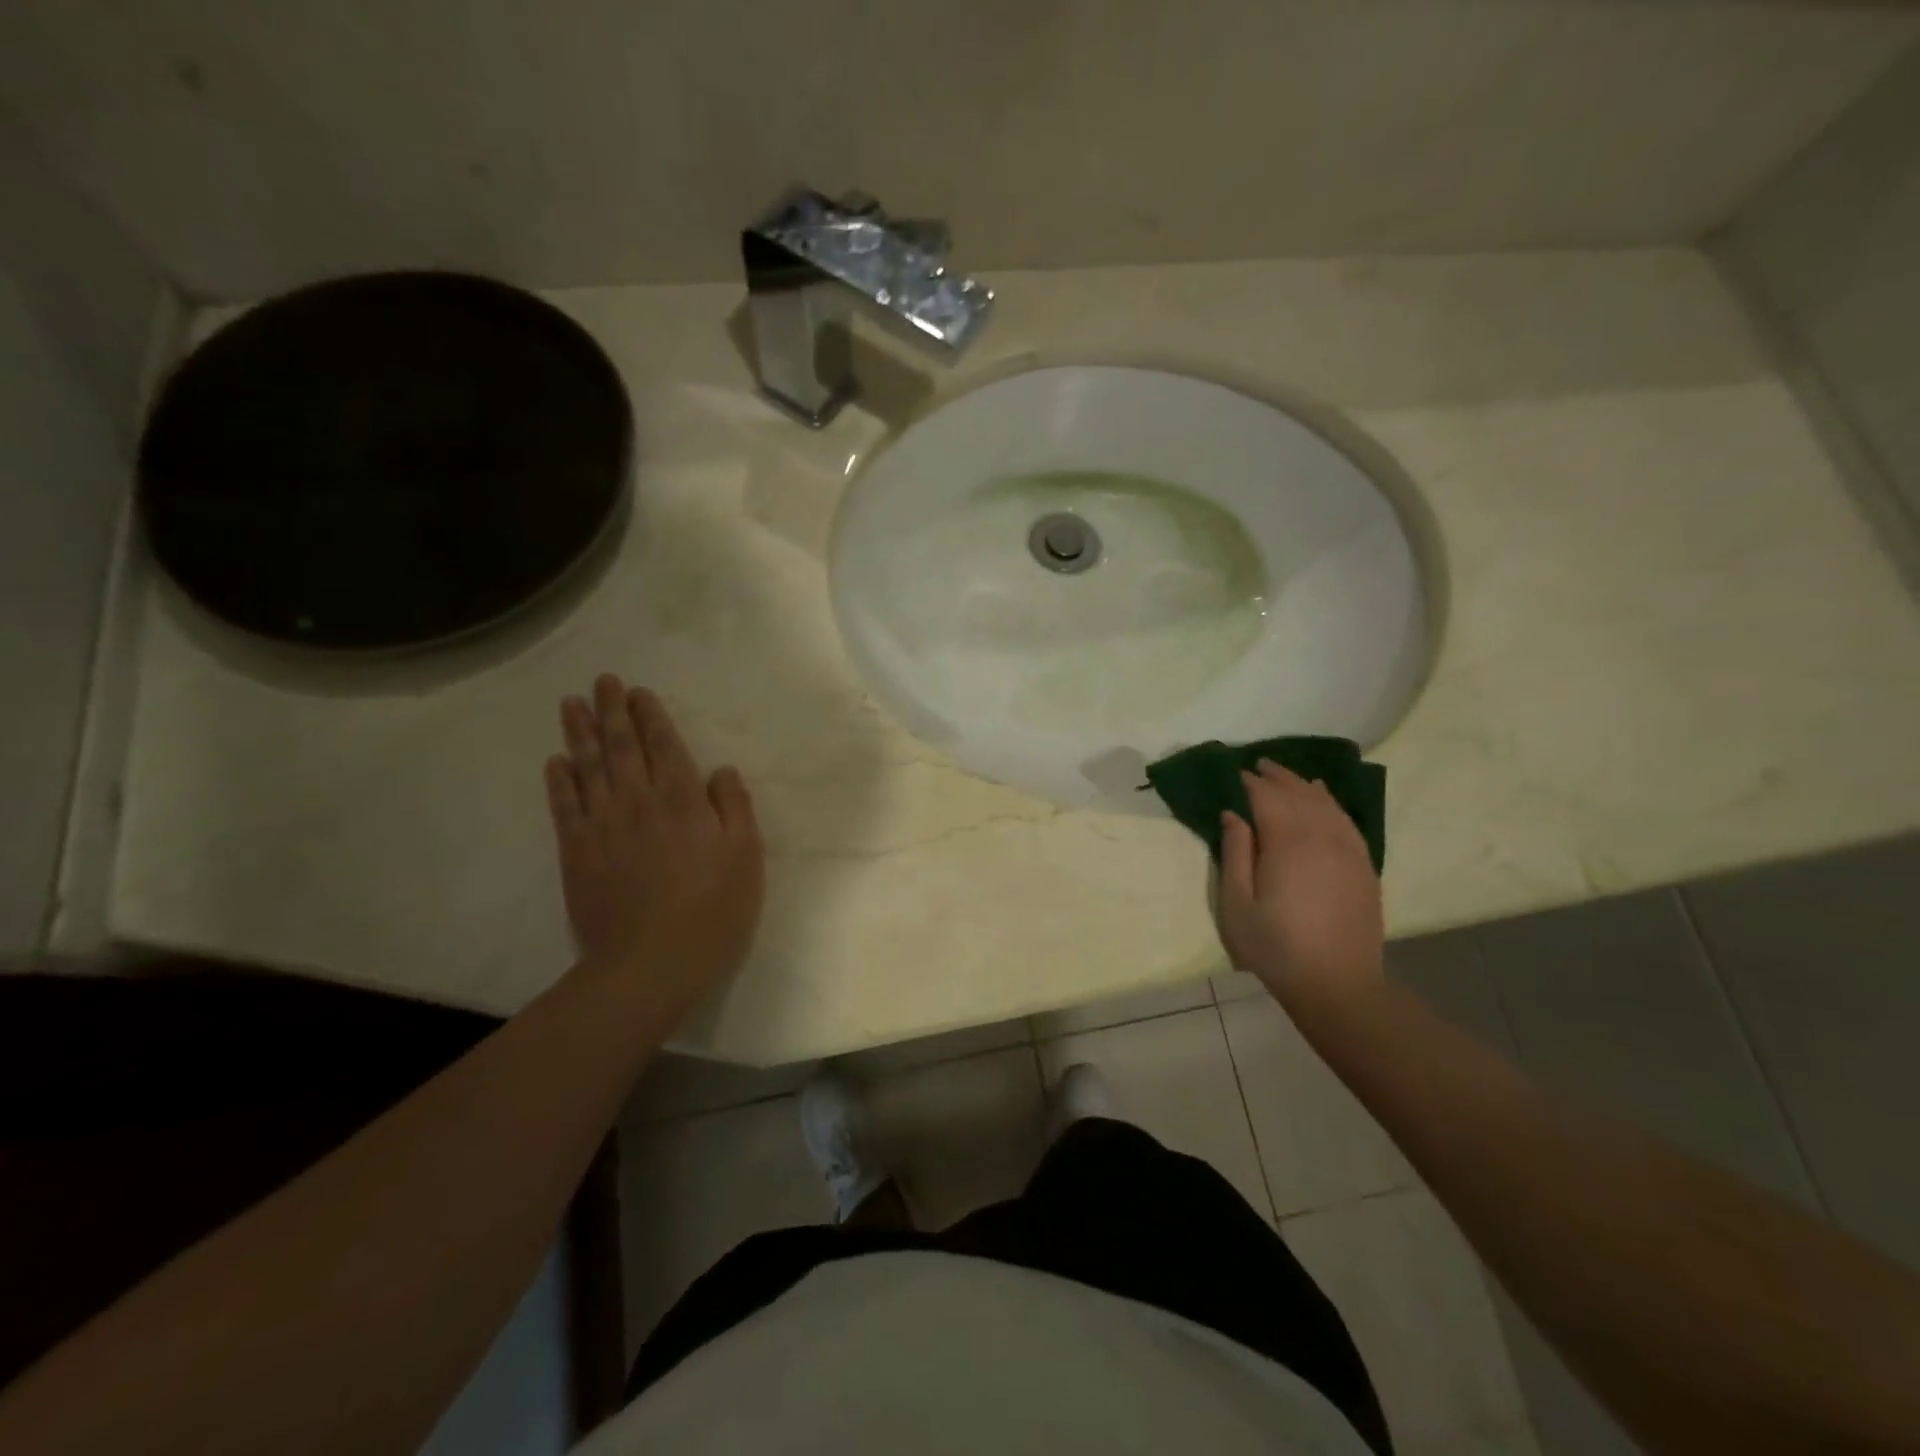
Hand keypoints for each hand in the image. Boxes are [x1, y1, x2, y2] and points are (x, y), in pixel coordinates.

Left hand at [545, 674, 763, 1021]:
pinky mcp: (576, 852)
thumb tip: (720, 770)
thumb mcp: (746, 856)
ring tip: (571, 703)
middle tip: (602, 681)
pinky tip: (555, 761)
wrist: (651, 963)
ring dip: (579, 732)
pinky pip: (564, 806)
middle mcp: (637, 800)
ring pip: (587, 766)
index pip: (663, 744)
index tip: (638, 691)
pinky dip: (558, 780)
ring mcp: (602, 825)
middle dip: (611, 710)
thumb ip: (735, 807)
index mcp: (682, 799)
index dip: (651, 715)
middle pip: (620, 745)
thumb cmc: (712, 909)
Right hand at [1217, 760, 1383, 1015]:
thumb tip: (1232, 814)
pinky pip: (1346, 820)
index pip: (1267, 797)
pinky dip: (1331, 802)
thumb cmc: (1275, 947)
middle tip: (1257, 766)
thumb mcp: (1237, 904)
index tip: (1235, 774)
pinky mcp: (1363, 864)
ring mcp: (1348, 849)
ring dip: (1303, 784)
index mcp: (1287, 842)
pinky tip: (1323, 798)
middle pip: (1298, 793)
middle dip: (1277, 776)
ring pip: (1325, 803)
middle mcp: (1321, 836)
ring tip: (1286, 776)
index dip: (1250, 782)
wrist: (1337, 985)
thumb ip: (1235, 853)